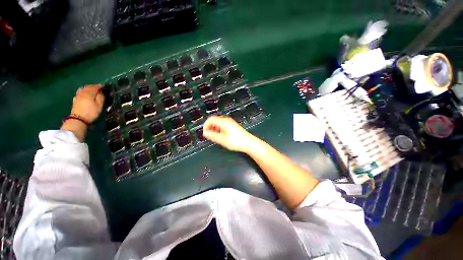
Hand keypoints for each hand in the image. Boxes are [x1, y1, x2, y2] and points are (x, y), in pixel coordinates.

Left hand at [70, 84, 104, 123]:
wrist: (78, 119)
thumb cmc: (91, 112)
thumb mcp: (99, 106)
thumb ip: (100, 98)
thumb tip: (100, 92)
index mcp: (89, 93)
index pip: (95, 87)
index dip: (99, 86)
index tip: (104, 85)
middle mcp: (82, 93)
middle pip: (88, 87)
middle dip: (93, 86)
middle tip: (98, 87)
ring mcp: (77, 96)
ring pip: (83, 89)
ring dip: (87, 88)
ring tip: (91, 89)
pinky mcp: (75, 100)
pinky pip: (80, 92)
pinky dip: (83, 91)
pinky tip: (85, 93)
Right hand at [203, 116, 255, 152]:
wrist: (248, 142)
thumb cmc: (235, 141)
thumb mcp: (222, 139)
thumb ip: (212, 136)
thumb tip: (204, 133)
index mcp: (223, 121)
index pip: (210, 119)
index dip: (205, 125)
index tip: (204, 133)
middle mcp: (226, 120)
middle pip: (214, 120)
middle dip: (210, 127)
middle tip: (209, 136)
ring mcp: (230, 122)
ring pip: (218, 123)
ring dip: (214, 129)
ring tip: (214, 137)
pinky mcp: (232, 126)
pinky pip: (223, 125)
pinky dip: (219, 129)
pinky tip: (220, 136)